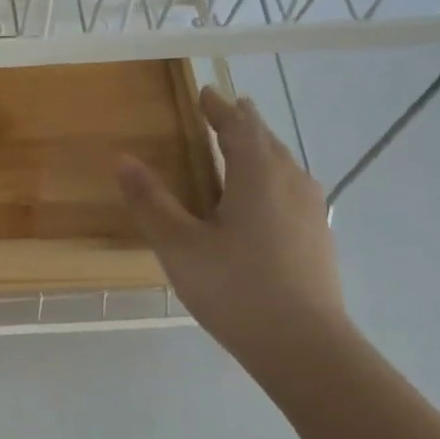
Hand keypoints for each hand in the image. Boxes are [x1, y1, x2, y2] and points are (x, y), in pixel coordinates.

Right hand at [116, 85, 346, 364]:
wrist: (304, 345)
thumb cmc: (235, 287)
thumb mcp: (179, 245)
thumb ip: (150, 201)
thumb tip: (122, 158)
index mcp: (258, 174)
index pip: (239, 125)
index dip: (219, 107)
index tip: (206, 93)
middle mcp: (291, 181)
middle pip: (266, 140)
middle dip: (241, 124)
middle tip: (220, 115)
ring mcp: (311, 209)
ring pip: (282, 165)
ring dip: (258, 151)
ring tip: (237, 152)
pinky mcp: (317, 236)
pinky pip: (290, 190)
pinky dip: (268, 179)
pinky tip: (258, 203)